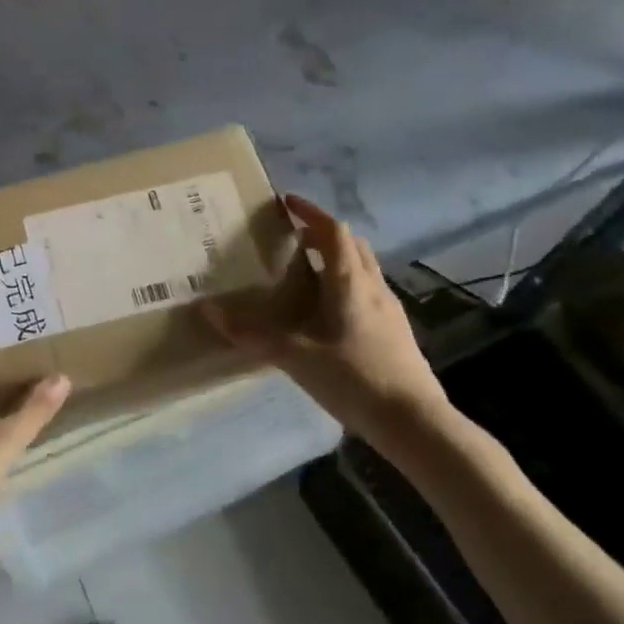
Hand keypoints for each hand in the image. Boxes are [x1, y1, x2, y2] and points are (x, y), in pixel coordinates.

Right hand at [207, 193, 451, 442]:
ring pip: (362, 267)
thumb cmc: (354, 378)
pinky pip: (367, 290)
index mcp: (350, 282)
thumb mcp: (296, 356)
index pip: (332, 231)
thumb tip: (209, 311)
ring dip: (335, 258)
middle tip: (291, 238)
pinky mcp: (394, 329)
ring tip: (305, 271)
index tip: (285, 202)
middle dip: (321, 233)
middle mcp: (373, 286)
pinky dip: (345, 283)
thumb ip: (252, 334)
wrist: (414, 421)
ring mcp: (389, 308)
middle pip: (351, 244)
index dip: (310, 212)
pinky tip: (327, 312)